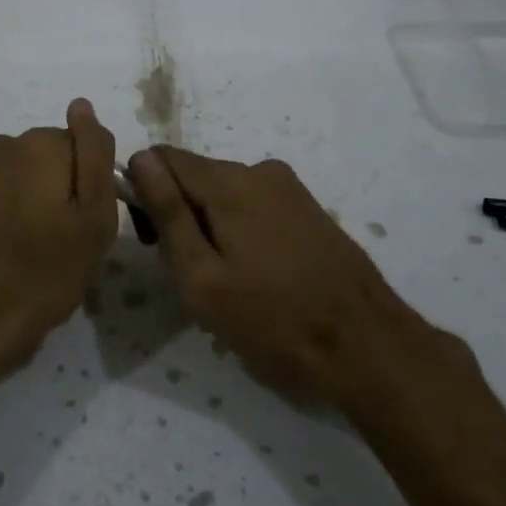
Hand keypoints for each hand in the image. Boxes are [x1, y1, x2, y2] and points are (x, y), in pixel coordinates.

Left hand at [0, 100, 118, 392]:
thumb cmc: (45, 275)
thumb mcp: (95, 220)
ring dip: (16, 194)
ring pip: (7, 171)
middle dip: (49, 186)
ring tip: (17, 244)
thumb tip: (82, 105)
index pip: (79, 147)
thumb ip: (94, 154)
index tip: (81, 223)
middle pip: (40, 156)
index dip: (85, 185)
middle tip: (53, 239)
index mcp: (41, 145)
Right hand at [128, 146, 444, 411]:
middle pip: (194, 176)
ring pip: (224, 194)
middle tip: (192, 275)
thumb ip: (168, 214)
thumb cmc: (273, 321)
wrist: (367, 347)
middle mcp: (260, 170)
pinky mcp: (308, 208)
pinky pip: (254, 206)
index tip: (155, 242)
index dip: (145, 194)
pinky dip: (240, 231)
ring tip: (228, 283)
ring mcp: (290, 188)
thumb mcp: (202, 278)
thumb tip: (139, 159)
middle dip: (179, 214)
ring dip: (210, 226)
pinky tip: (258, 276)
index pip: (161, 158)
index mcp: (230, 182)